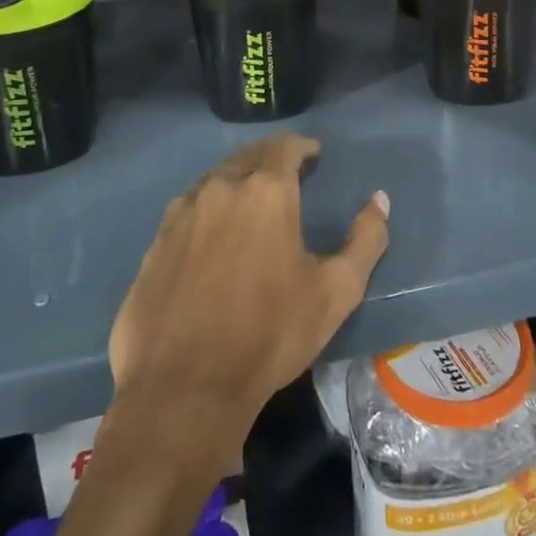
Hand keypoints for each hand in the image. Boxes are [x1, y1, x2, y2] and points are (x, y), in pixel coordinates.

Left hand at [107, 134, 389, 454]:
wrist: (185, 389)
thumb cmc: (270, 335)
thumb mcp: (336, 292)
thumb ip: (366, 240)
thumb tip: (379, 200)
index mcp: (265, 192)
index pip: (284, 147)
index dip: (301, 147)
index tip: (313, 155)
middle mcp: (220, 188)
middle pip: (247, 156)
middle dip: (269, 158)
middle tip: (285, 174)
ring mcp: (182, 214)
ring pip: (214, 180)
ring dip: (236, 181)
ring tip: (249, 202)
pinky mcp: (156, 243)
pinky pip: (187, 209)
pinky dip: (206, 208)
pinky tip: (211, 234)